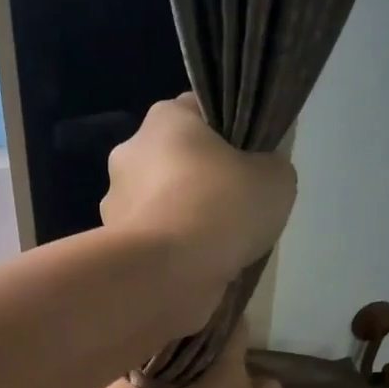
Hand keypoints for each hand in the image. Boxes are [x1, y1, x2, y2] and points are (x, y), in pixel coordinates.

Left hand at [101, 95, 295, 334]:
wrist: (164, 274)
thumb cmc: (219, 209)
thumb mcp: (275, 177)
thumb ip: (269, 166)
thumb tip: (256, 174)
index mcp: (164, 120)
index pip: (199, 112)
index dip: (229, 133)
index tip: (249, 160)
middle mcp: (129, 154)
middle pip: (177, 162)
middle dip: (203, 183)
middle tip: (236, 210)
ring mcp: (115, 203)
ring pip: (162, 206)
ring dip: (184, 222)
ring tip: (217, 249)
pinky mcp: (113, 247)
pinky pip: (153, 243)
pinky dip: (171, 254)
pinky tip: (196, 270)